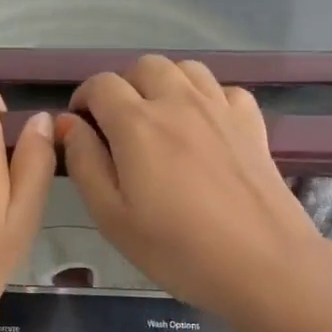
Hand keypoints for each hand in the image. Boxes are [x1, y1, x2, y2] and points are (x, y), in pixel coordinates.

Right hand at [59, 56, 328, 329]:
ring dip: (164, 84)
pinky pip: (224, 90)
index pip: (101, 85)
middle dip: (123, 86)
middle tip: (118, 125)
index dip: (83, 99)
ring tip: (160, 118)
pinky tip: (204, 127)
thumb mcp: (111, 216)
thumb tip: (68, 124)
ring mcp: (220, 108)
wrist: (262, 264)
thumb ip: (84, 162)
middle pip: (143, 66)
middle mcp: (178, 101)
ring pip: (185, 69)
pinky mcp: (252, 123)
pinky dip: (207, 98)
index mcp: (136, 122)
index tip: (81, 127)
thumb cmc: (176, 248)